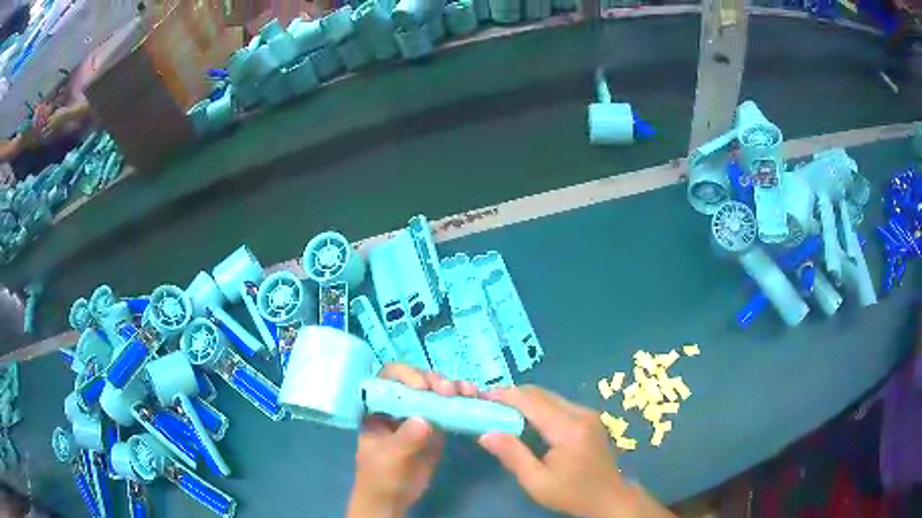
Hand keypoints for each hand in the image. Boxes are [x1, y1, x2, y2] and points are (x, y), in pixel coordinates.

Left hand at [347, 365, 479, 517]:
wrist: (393, 497)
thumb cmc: (380, 475)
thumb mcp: (389, 457)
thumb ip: (405, 438)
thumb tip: (425, 420)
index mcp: (378, 405)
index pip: (389, 377)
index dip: (404, 375)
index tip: (421, 387)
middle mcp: (399, 403)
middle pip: (416, 379)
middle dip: (433, 379)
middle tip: (447, 391)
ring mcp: (418, 413)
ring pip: (435, 390)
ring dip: (452, 386)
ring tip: (465, 392)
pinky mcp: (436, 426)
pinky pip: (450, 408)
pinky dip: (462, 401)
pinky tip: (473, 398)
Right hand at [478, 386, 673, 517]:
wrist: (609, 497)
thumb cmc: (572, 494)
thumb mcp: (537, 482)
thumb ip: (512, 455)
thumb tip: (485, 433)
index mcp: (569, 429)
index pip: (532, 401)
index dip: (505, 396)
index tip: (481, 397)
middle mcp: (580, 413)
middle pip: (540, 394)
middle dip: (512, 396)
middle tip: (488, 406)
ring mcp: (587, 413)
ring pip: (549, 396)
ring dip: (524, 400)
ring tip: (502, 413)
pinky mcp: (589, 417)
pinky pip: (558, 403)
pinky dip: (537, 406)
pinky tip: (525, 420)